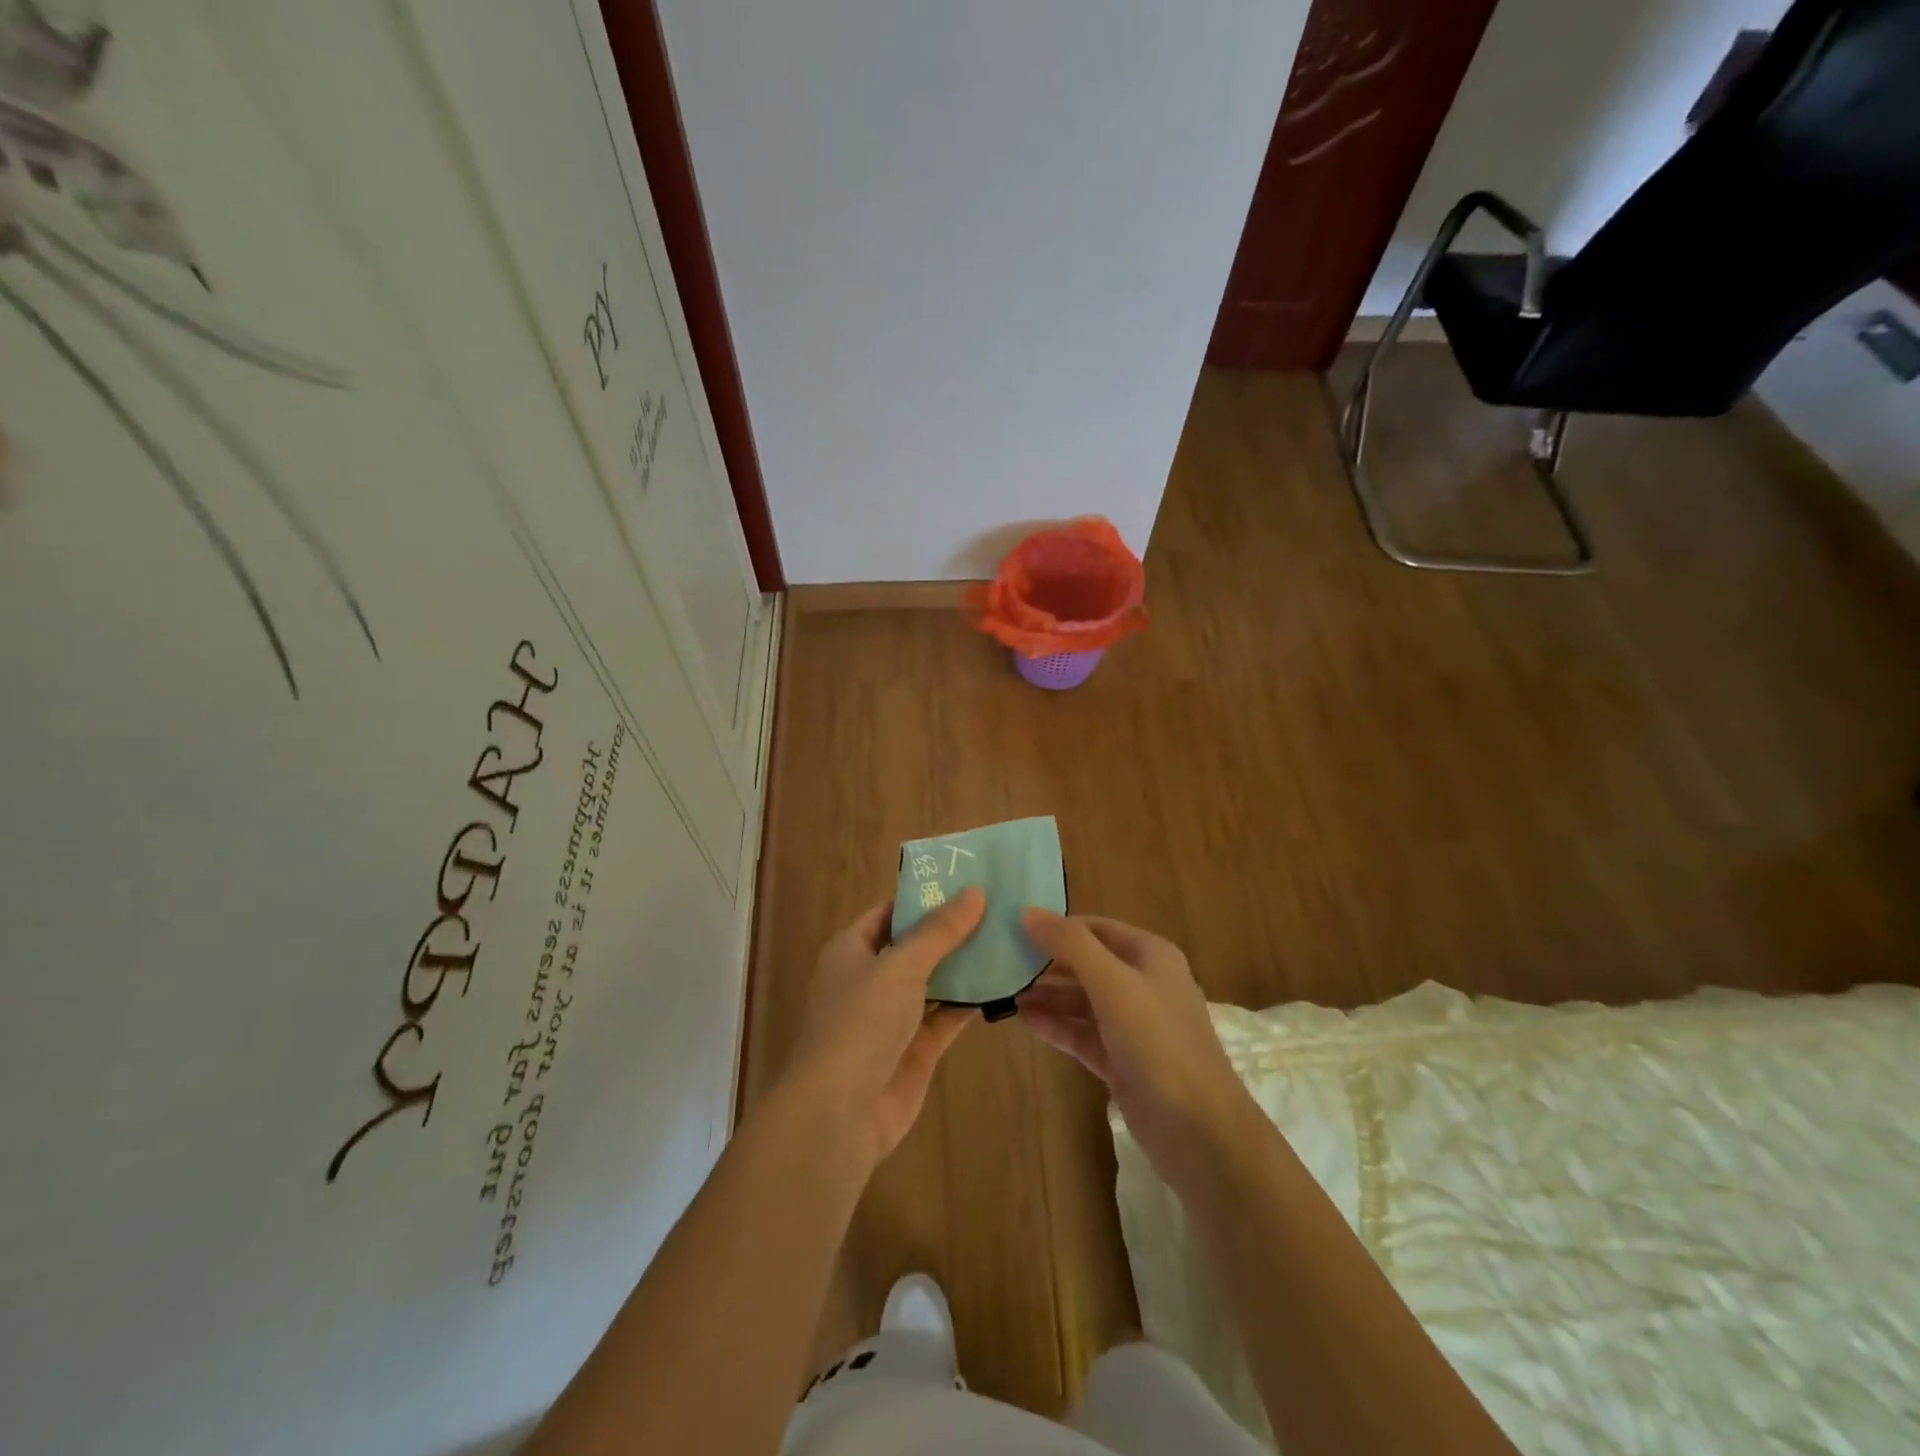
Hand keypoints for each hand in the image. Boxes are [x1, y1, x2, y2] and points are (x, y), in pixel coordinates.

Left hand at [782, 888, 986, 1170]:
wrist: (841, 1112)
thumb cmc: (861, 1022)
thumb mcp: (900, 965)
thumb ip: (939, 931)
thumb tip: (975, 891)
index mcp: (851, 951)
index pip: (888, 912)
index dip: (922, 897)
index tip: (963, 881)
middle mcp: (870, 979)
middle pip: (914, 946)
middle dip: (950, 930)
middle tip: (996, 907)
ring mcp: (893, 1016)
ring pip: (934, 981)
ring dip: (964, 965)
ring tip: (1007, 936)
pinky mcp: (915, 1048)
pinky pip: (946, 1016)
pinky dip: (970, 1002)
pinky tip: (1003, 983)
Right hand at [1017, 909, 1255, 1185]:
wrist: (1199, 1129)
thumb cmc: (1158, 1041)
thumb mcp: (1113, 983)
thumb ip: (1070, 945)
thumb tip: (1027, 912)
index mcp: (1150, 955)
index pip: (1095, 928)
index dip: (1057, 926)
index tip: (1014, 927)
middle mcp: (1142, 984)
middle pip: (1086, 963)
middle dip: (1047, 963)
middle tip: (1001, 961)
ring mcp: (1132, 1025)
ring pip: (1081, 1000)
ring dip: (1047, 995)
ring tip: (1004, 992)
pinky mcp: (1121, 1061)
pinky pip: (1082, 1033)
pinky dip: (1056, 1025)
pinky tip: (1024, 1020)